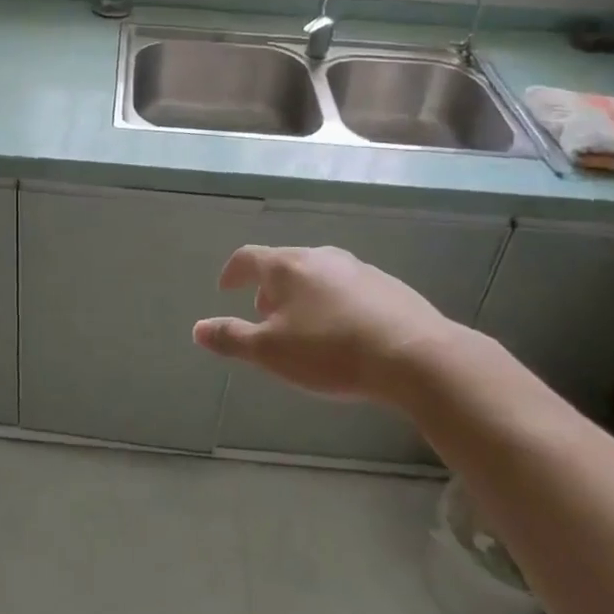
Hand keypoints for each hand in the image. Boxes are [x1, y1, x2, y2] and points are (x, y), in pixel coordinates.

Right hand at [193, 245, 462, 400]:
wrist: (416, 356)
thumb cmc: (331, 351)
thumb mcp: (271, 352)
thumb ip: (232, 338)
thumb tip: (198, 329)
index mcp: (287, 267)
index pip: (248, 257)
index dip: (232, 272)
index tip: (226, 289)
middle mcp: (320, 257)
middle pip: (284, 265)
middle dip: (269, 289)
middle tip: (265, 317)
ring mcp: (357, 268)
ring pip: (317, 276)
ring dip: (302, 296)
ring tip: (304, 329)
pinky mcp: (388, 286)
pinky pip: (348, 288)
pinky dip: (334, 303)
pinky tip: (344, 333)